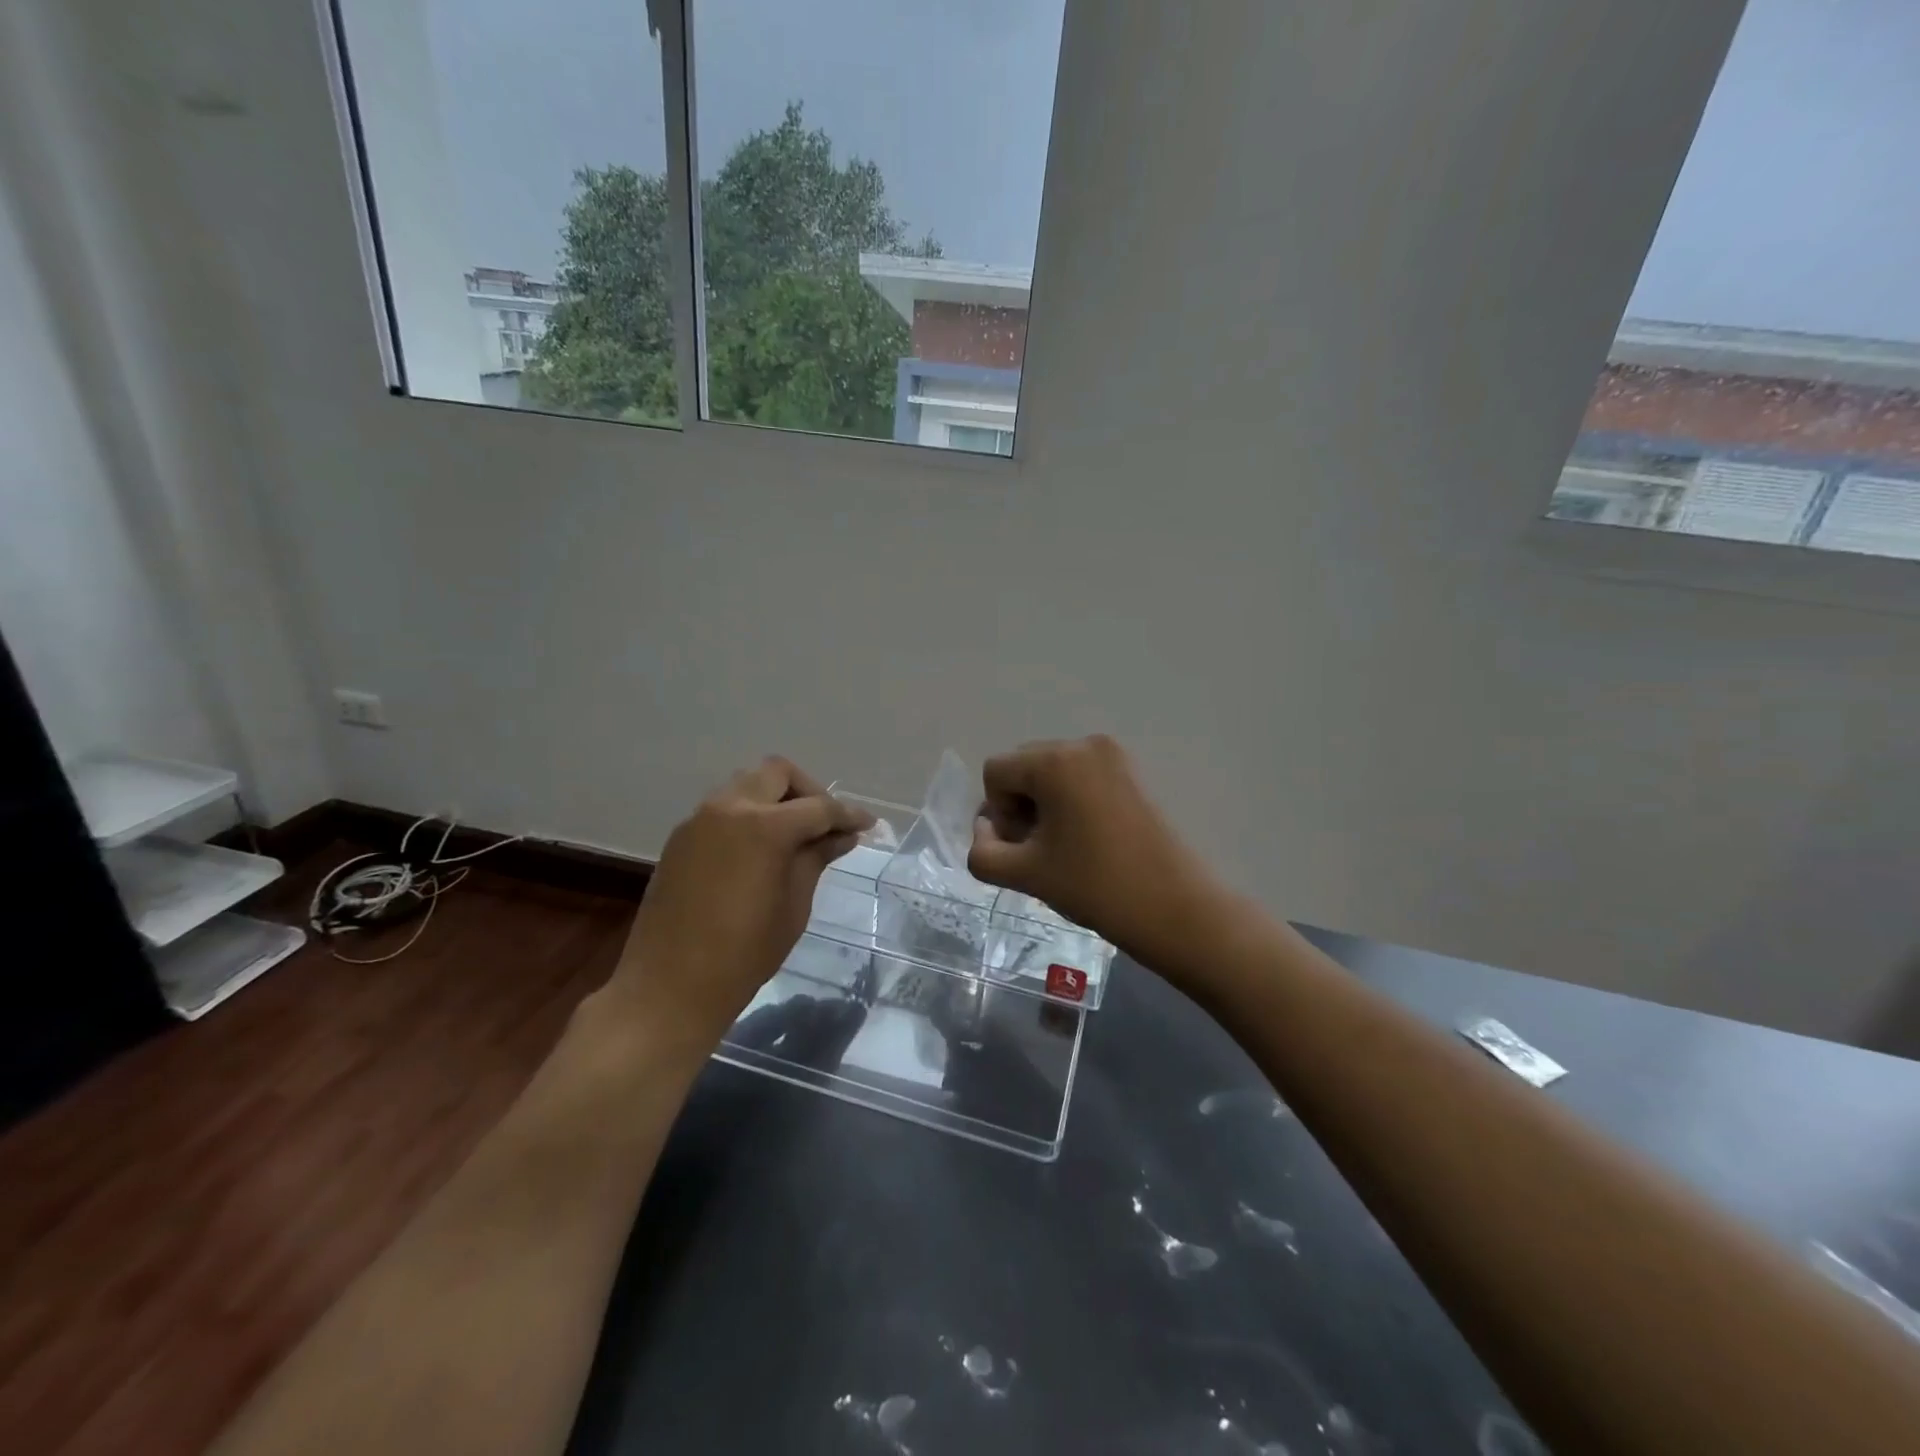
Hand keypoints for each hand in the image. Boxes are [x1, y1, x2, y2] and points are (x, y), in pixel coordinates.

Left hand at [606, 758, 872, 1047]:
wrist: (668, 988)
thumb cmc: (743, 954)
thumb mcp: (794, 906)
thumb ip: (816, 858)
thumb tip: (843, 834)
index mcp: (764, 827)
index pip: (818, 807)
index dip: (848, 814)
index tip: (868, 825)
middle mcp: (729, 808)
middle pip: (777, 774)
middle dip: (809, 792)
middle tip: (826, 824)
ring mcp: (699, 820)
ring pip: (747, 785)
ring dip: (776, 799)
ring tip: (794, 836)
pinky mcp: (681, 837)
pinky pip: (723, 808)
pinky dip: (749, 815)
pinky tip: (760, 850)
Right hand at [968, 735, 1220, 971]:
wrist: (1175, 908)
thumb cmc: (1095, 887)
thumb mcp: (1025, 874)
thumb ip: (983, 851)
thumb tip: (986, 831)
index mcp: (1055, 761)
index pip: (996, 773)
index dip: (997, 813)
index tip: (1023, 849)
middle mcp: (1083, 745)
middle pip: (1024, 767)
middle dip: (1019, 806)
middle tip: (1039, 851)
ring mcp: (1114, 756)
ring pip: (1052, 773)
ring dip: (1044, 806)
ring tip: (1063, 848)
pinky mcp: (1133, 773)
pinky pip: (1082, 777)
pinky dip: (1071, 803)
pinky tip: (1087, 840)